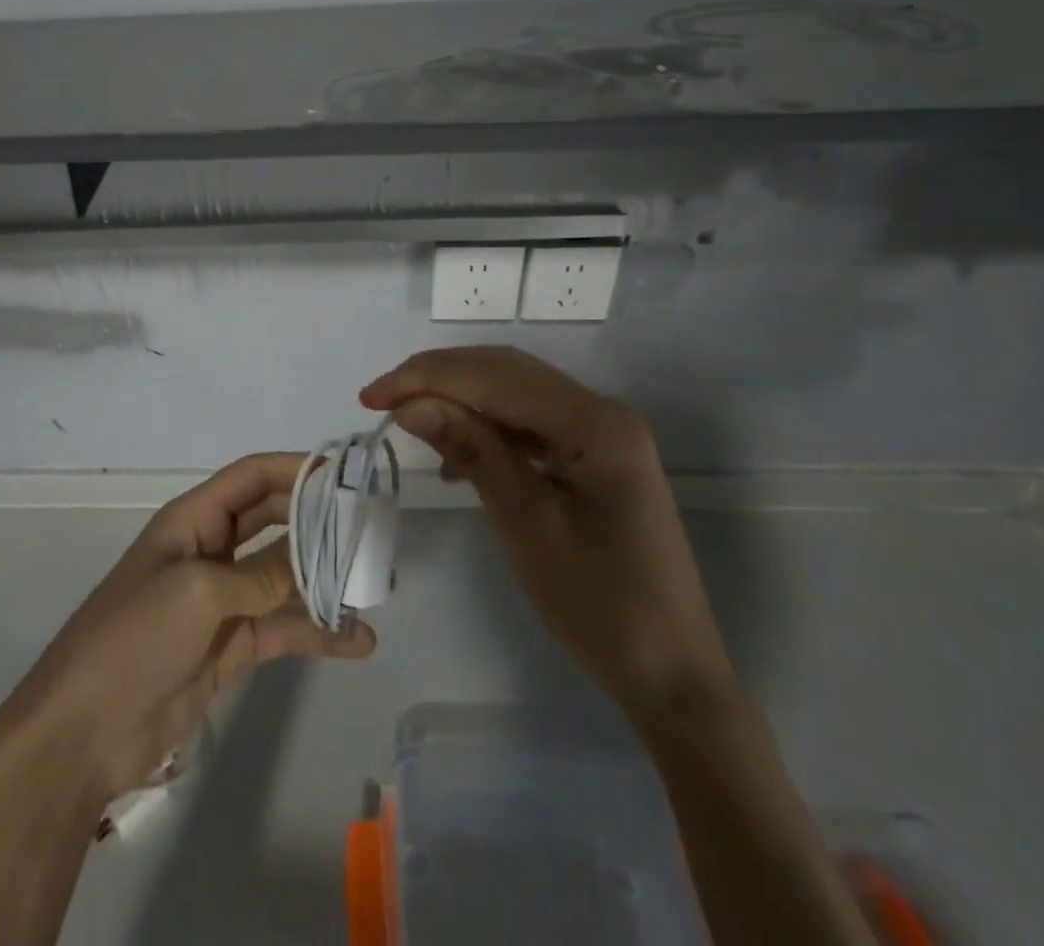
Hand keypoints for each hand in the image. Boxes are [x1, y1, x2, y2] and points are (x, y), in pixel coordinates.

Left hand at [0, 452, 376, 807]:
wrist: (86, 730)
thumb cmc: (135, 636)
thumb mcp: (199, 592)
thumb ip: (261, 573)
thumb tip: (313, 557)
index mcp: (194, 520)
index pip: (251, 477)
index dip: (295, 468)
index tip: (345, 472)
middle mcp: (212, 550)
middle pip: (274, 521)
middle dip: (318, 521)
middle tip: (371, 527)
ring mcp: (223, 600)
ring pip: (284, 576)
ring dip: (326, 578)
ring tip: (378, 585)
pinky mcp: (231, 646)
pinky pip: (283, 627)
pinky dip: (319, 632)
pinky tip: (359, 640)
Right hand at [362, 346, 732, 723]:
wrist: (673, 674)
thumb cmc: (600, 604)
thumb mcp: (525, 524)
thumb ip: (471, 450)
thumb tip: (410, 404)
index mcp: (594, 422)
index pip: (493, 376)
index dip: (426, 378)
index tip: (370, 397)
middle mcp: (600, 410)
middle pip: (504, 370)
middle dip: (438, 377)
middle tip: (381, 399)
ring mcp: (599, 431)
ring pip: (513, 391)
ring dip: (458, 398)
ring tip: (409, 418)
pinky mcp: (592, 454)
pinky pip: (528, 422)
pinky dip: (485, 426)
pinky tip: (456, 454)